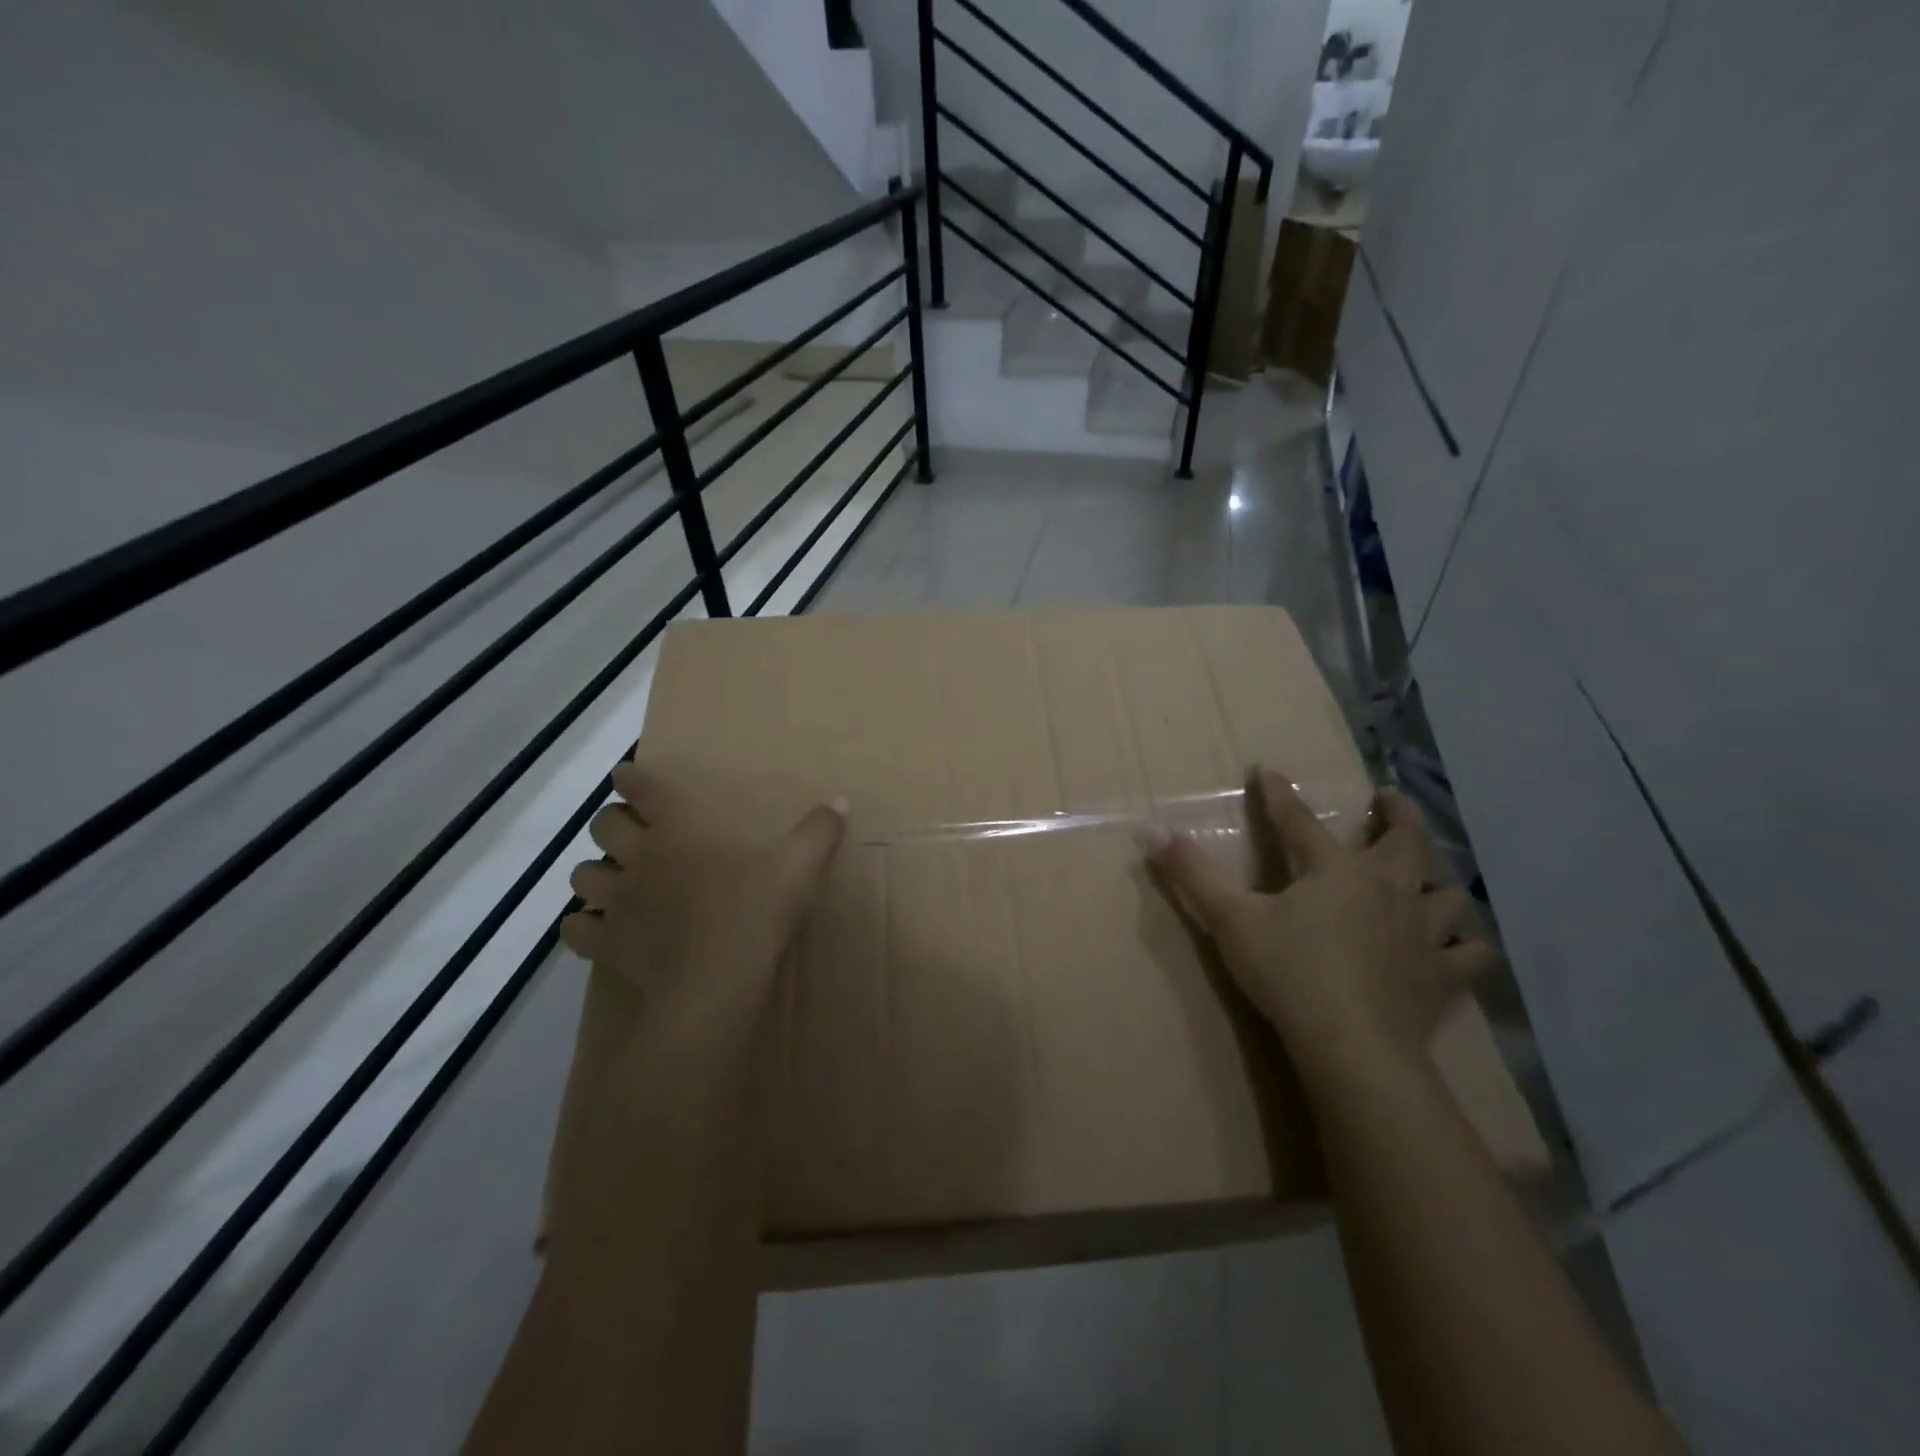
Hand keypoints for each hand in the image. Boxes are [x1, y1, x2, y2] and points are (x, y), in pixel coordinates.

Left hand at [559, 761, 846, 1020]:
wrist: (713, 985)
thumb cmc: (753, 915)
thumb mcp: (798, 868)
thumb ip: (819, 832)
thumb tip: (840, 802)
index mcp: (679, 831)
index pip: (643, 791)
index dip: (632, 779)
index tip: (626, 775)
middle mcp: (640, 860)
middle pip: (603, 827)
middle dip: (611, 823)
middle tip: (630, 831)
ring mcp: (618, 904)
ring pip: (583, 876)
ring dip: (594, 873)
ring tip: (613, 879)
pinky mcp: (608, 945)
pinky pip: (577, 929)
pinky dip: (582, 925)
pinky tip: (597, 927)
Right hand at [1148, 768, 1499, 1087]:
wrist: (1352, 1046)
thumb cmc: (1288, 973)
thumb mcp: (1230, 920)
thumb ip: (1191, 874)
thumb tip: (1151, 829)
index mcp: (1333, 870)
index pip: (1299, 820)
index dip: (1279, 794)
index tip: (1268, 771)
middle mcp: (1386, 889)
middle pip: (1406, 839)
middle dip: (1397, 813)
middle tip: (1387, 799)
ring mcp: (1422, 933)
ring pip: (1446, 895)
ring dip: (1436, 884)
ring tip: (1426, 881)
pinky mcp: (1442, 977)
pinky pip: (1469, 954)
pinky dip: (1464, 945)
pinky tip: (1456, 946)